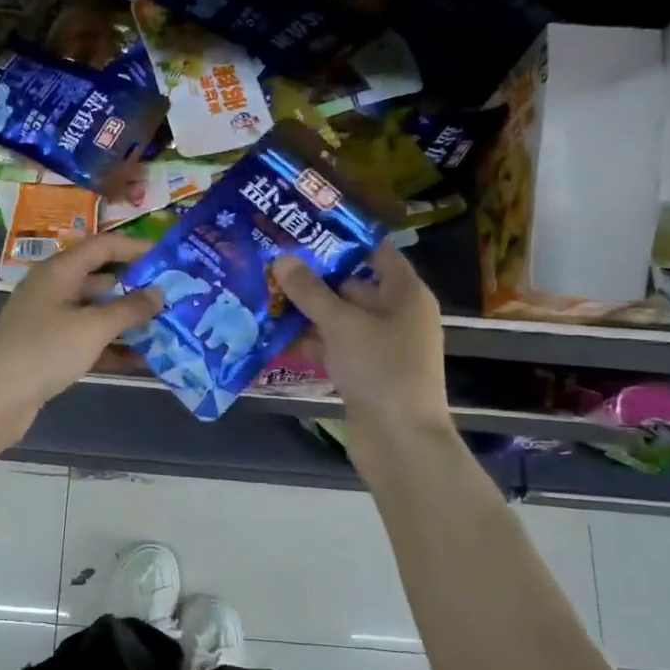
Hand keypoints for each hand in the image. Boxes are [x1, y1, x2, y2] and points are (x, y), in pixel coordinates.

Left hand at [0, 233, 162, 441]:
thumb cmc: (44, 351)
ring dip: (127, 320)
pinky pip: (87, 340)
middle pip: (101, 279)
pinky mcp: (49, 349)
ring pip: (96, 312)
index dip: (136, 248)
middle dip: (136, 288)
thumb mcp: (92, 327)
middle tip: (173, 296)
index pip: (103, 246)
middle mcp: (53, 289)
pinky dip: (112, 347)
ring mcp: (49, 320)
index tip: (169, 258)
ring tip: (166, 328)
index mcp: (59, 271)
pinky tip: (142, 360)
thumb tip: (159, 293)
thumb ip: (129, 308)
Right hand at [271, 242, 451, 431]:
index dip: (344, 239)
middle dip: (314, 276)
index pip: (377, 252)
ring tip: (263, 293)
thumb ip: (311, 291)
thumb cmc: (380, 369)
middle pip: (352, 285)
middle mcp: (396, 314)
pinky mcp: (363, 371)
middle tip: (272, 261)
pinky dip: (309, 340)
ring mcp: (380, 345)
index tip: (305, 229)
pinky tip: (273, 334)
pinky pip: (334, 345)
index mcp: (405, 294)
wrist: (399, 440)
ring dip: (306, 311)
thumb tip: (282, 259)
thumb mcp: (342, 324)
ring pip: (339, 318)